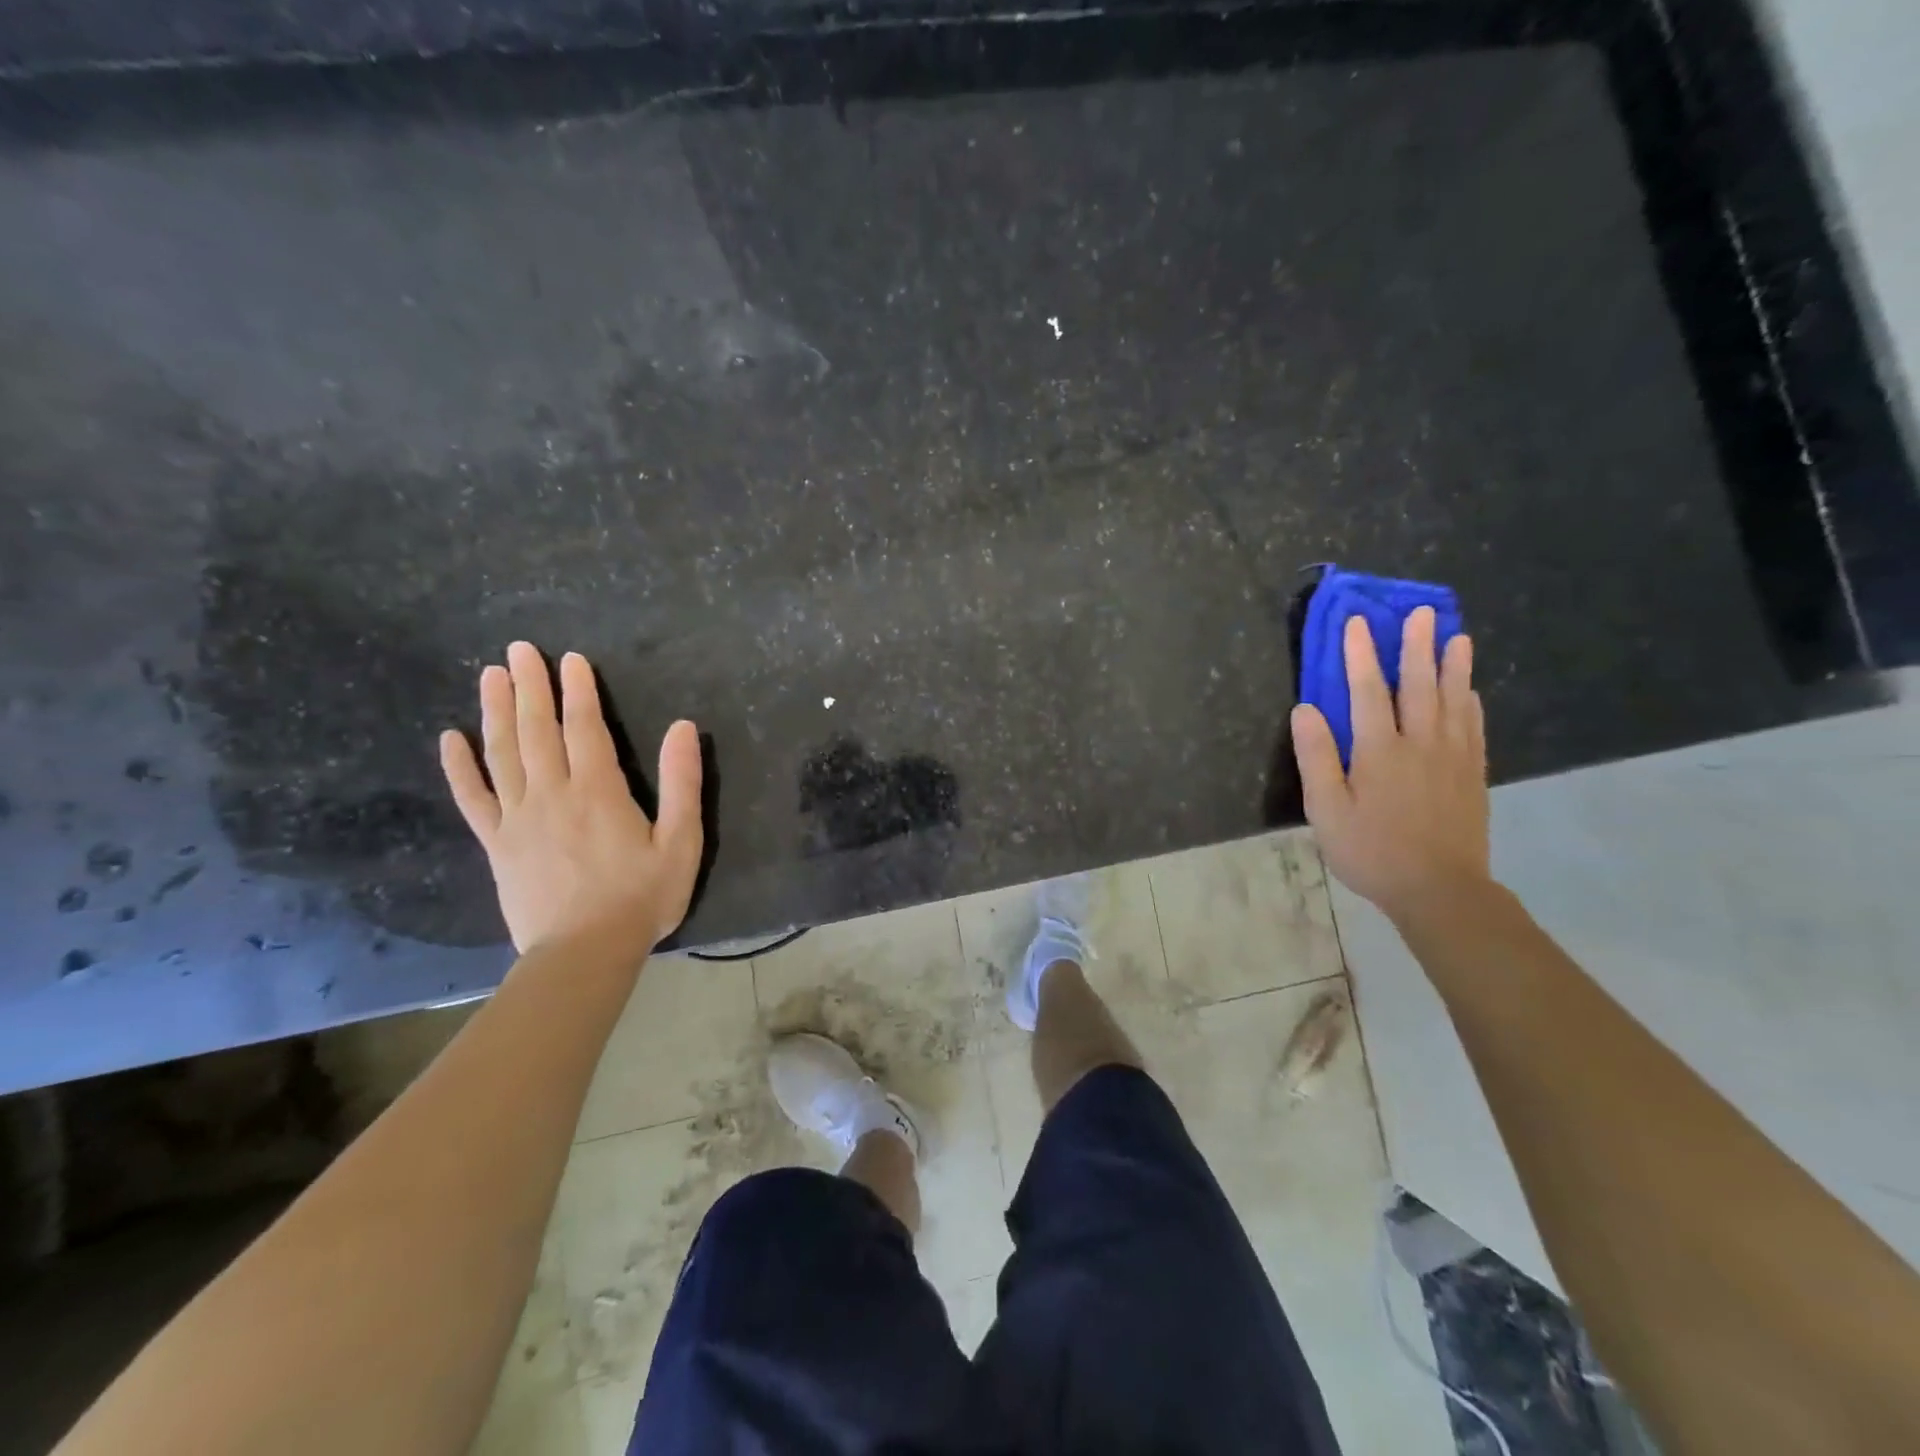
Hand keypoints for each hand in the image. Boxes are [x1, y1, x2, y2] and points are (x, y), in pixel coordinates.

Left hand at [439, 641, 702, 956]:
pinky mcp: (497, 844)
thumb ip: (683, 783)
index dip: (578, 691)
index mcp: (598, 791)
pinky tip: (450, 738)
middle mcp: (552, 794)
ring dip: (495, 711)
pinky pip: (472, 798)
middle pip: (536, 730)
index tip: (569, 659)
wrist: (584, 953)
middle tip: (518, 650)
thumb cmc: (641, 897)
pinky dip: (459, 767)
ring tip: (490, 675)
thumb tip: (683, 728)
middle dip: (529, 687)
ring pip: (501, 753)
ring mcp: (517, 818)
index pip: (584, 728)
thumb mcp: (681, 841)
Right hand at [1291, 607, 1489, 922]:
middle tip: (1423, 612)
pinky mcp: (1472, 776)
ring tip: (1457, 637)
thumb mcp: (1326, 810)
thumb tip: (1305, 709)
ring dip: (1453, 666)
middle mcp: (1420, 743)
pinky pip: (1474, 728)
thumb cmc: (1371, 851)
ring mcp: (1452, 758)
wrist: (1439, 890)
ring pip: (1454, 701)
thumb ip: (1316, 757)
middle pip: (1420, 685)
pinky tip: (1471, 692)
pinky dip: (1472, 703)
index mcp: (1379, 750)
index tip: (1357, 623)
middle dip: (1417, 646)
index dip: (1361, 655)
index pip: (1368, 691)